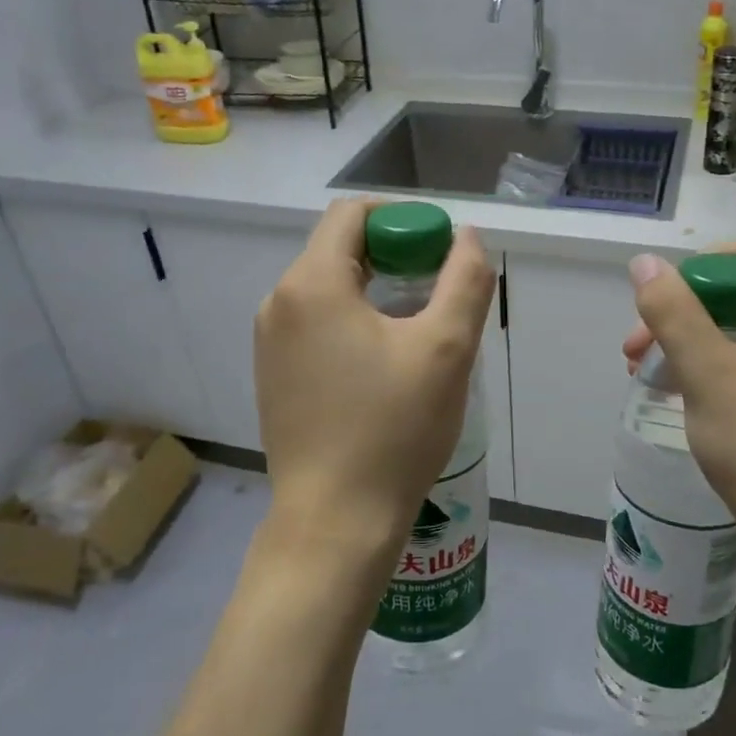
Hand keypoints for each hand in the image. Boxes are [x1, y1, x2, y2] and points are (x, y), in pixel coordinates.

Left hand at [255, 200, 495, 565]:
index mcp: (310, 284)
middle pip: (339, 248)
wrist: (335, 521)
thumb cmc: (393, 429)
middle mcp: (278, 302)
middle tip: (437, 291)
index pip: (353, 214)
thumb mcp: (446, 348)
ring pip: (328, 288)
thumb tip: (467, 238)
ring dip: (375, 290)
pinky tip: (383, 362)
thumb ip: (465, 280)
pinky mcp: (272, 374)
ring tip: (417, 329)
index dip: (402, 220)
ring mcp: (268, 341)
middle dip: (393, 255)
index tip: (439, 252)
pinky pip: (315, 323)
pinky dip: (352, 321)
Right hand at [623, 242, 735, 577]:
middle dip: (682, 314)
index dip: (695, 271)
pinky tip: (685, 397)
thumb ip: (672, 311)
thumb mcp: (706, 371)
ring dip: (691, 344)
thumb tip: (645, 261)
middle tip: (637, 351)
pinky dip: (714, 370)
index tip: (659, 308)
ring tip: (648, 376)